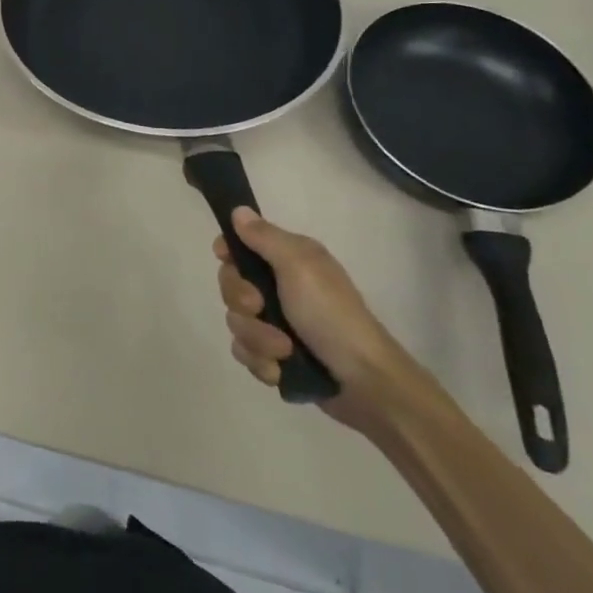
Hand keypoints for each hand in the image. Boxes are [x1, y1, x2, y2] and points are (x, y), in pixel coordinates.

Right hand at [217, 207, 412, 426]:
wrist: (365, 382)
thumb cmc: (332, 316)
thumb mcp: (300, 267)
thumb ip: (265, 238)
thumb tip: (238, 210)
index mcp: (289, 260)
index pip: (240, 247)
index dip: (228, 254)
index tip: (227, 260)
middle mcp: (280, 288)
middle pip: (231, 286)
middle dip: (242, 303)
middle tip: (261, 309)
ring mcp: (276, 324)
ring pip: (236, 323)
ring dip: (256, 338)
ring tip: (284, 351)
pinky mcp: (276, 356)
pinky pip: (246, 353)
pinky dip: (261, 362)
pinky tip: (280, 369)